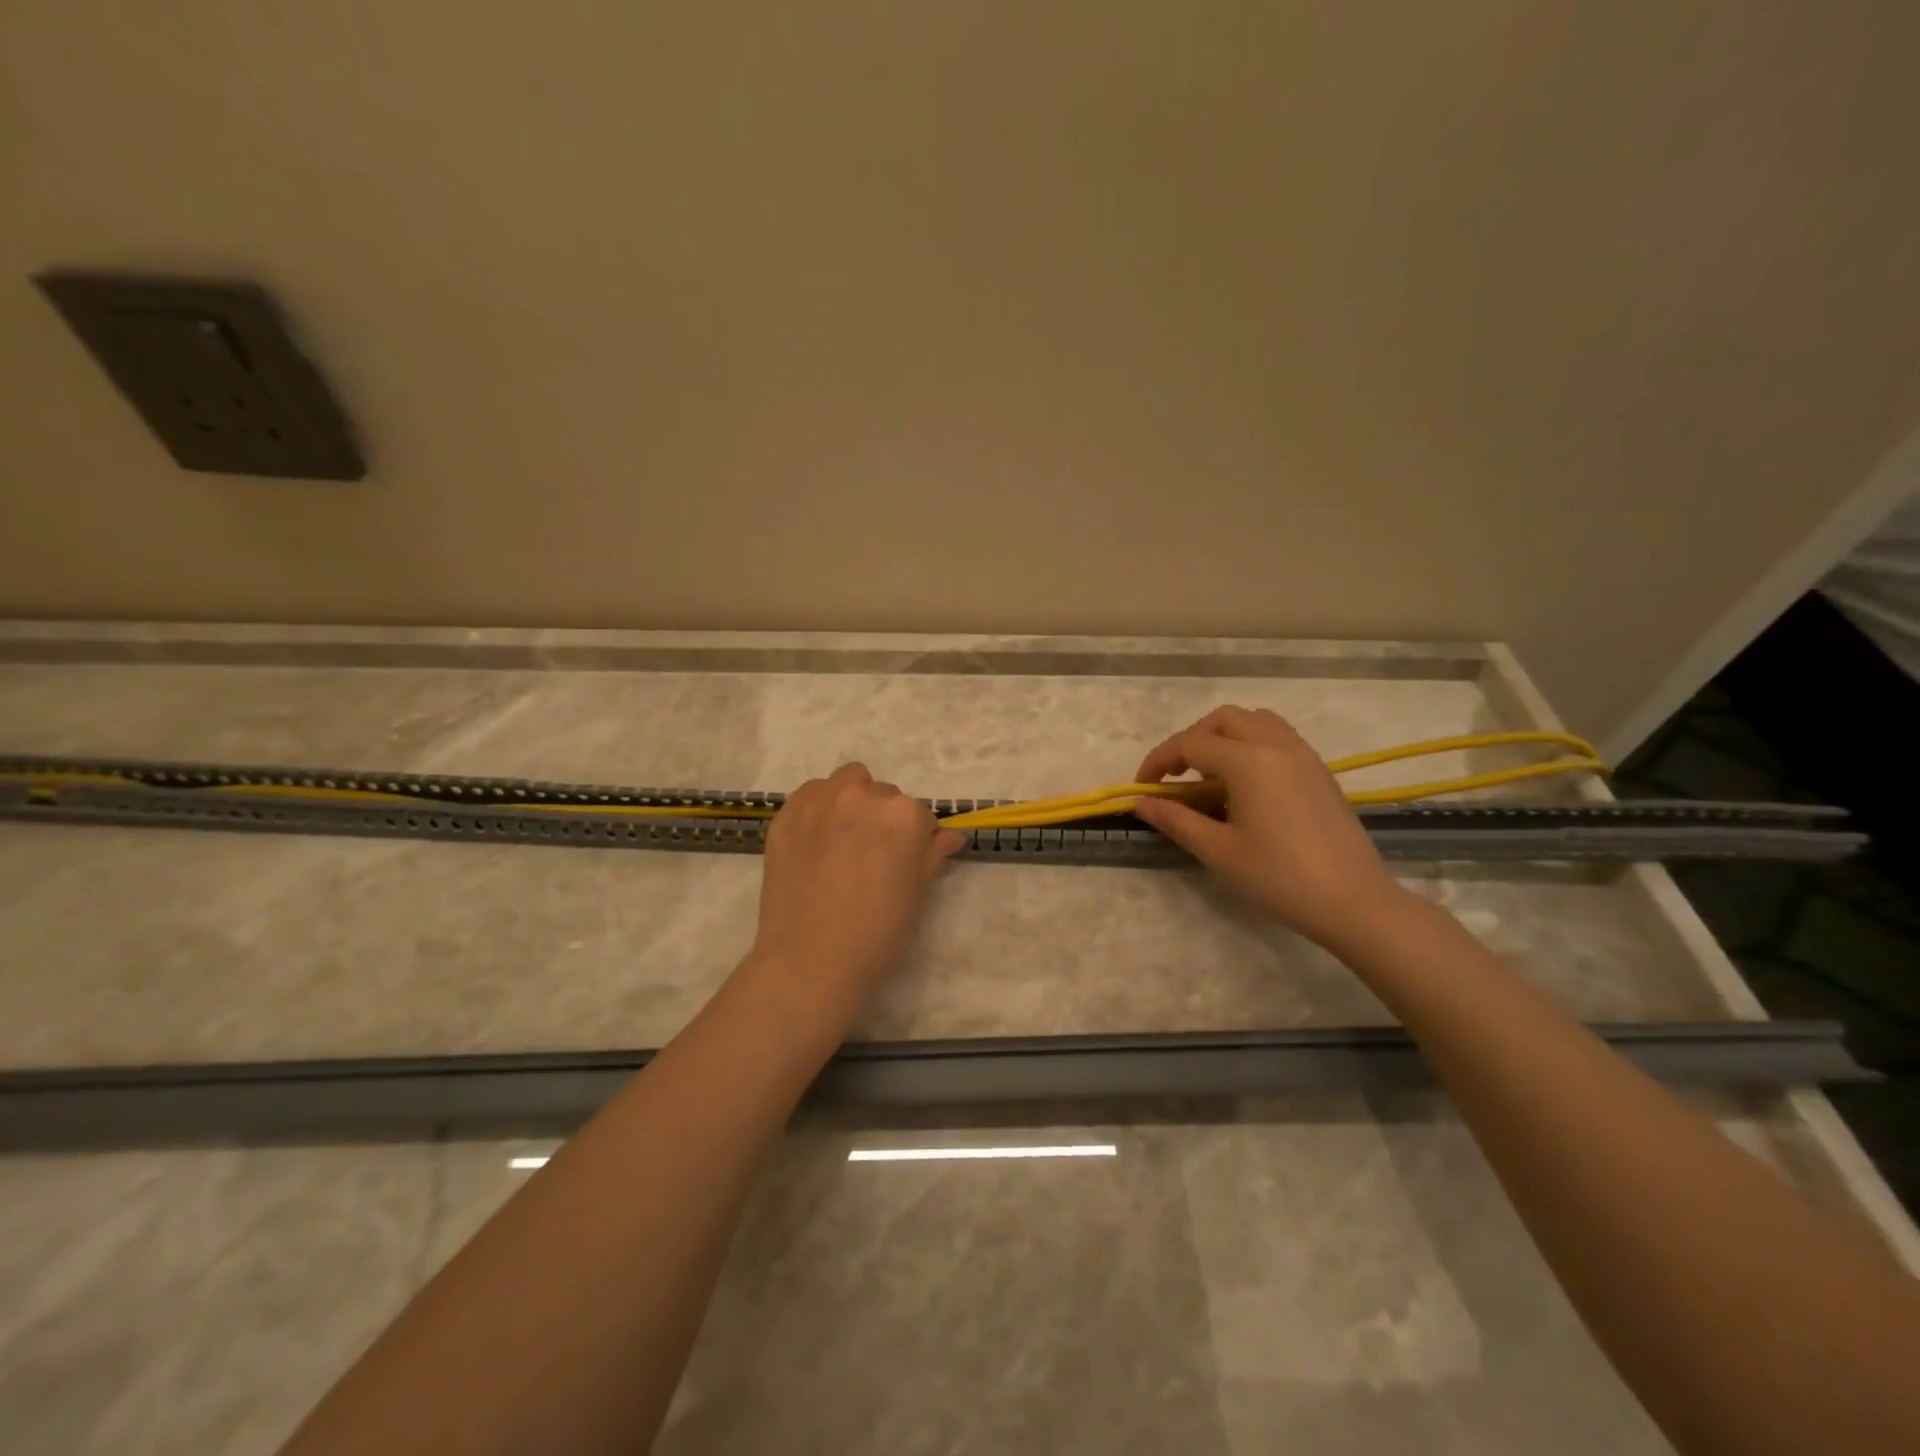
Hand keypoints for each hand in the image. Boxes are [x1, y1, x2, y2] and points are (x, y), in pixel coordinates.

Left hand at [749, 762, 964, 1011]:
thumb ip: (932, 855)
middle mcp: (863, 796)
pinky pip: (811, 794)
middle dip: (883, 819)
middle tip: (873, 857)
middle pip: (883, 796)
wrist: (810, 962)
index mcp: (904, 815)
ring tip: (843, 841)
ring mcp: (821, 802)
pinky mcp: (787, 815)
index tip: (904, 864)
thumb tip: (949, 836)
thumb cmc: (877, 935)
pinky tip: (816, 841)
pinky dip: (819, 808)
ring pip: (847, 783)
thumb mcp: (917, 895)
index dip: (915, 841)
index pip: (919, 816)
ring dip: (852, 802)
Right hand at [1133, 706, 1406, 949]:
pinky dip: (1251, 744)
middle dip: (1191, 740)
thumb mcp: (1218, 851)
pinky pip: (1278, 737)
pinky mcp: (1319, 770)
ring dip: (1224, 736)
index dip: (1158, 761)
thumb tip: (1142, 802)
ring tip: (1210, 774)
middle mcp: (1276, 745)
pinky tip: (1245, 784)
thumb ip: (1176, 820)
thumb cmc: (1279, 877)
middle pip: (1223, 720)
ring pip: (1254, 721)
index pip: (1190, 744)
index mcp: (1248, 761)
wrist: (1353, 901)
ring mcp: (1303, 755)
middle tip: (1175, 776)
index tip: (1142, 787)